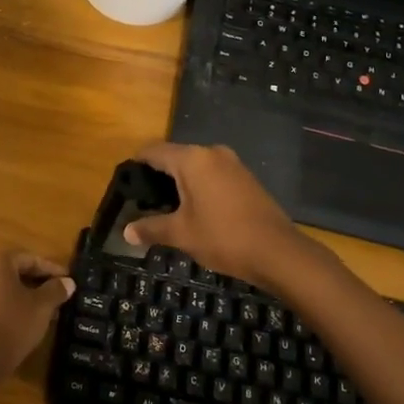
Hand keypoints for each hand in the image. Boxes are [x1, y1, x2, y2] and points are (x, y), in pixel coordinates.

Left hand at [0, 251, 73, 370]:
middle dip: (36, 284)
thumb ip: (55, 290)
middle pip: (12, 273)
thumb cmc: (13, 324)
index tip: (67, 280)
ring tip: (41, 314)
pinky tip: (20, 325)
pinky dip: (6, 309)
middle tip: (56, 297)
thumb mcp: (42, 307)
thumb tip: (68, 282)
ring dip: (21, 298)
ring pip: (1, 290)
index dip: (51, 269)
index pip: (29, 259)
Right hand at [123, 142, 310, 287]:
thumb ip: (151, 228)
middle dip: (157, 176)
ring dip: (179, 182)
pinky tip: (194, 209)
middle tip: (142, 200)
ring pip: (195, 166)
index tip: (125, 183)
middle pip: (175, 156)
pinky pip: (212, 174)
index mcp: (192, 160)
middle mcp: (212, 153)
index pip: (154, 151)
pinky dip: (198, 186)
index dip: (137, 164)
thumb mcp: (181, 234)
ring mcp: (232, 164)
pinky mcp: (245, 178)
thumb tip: (126, 232)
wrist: (278, 251)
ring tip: (165, 207)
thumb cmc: (223, 237)